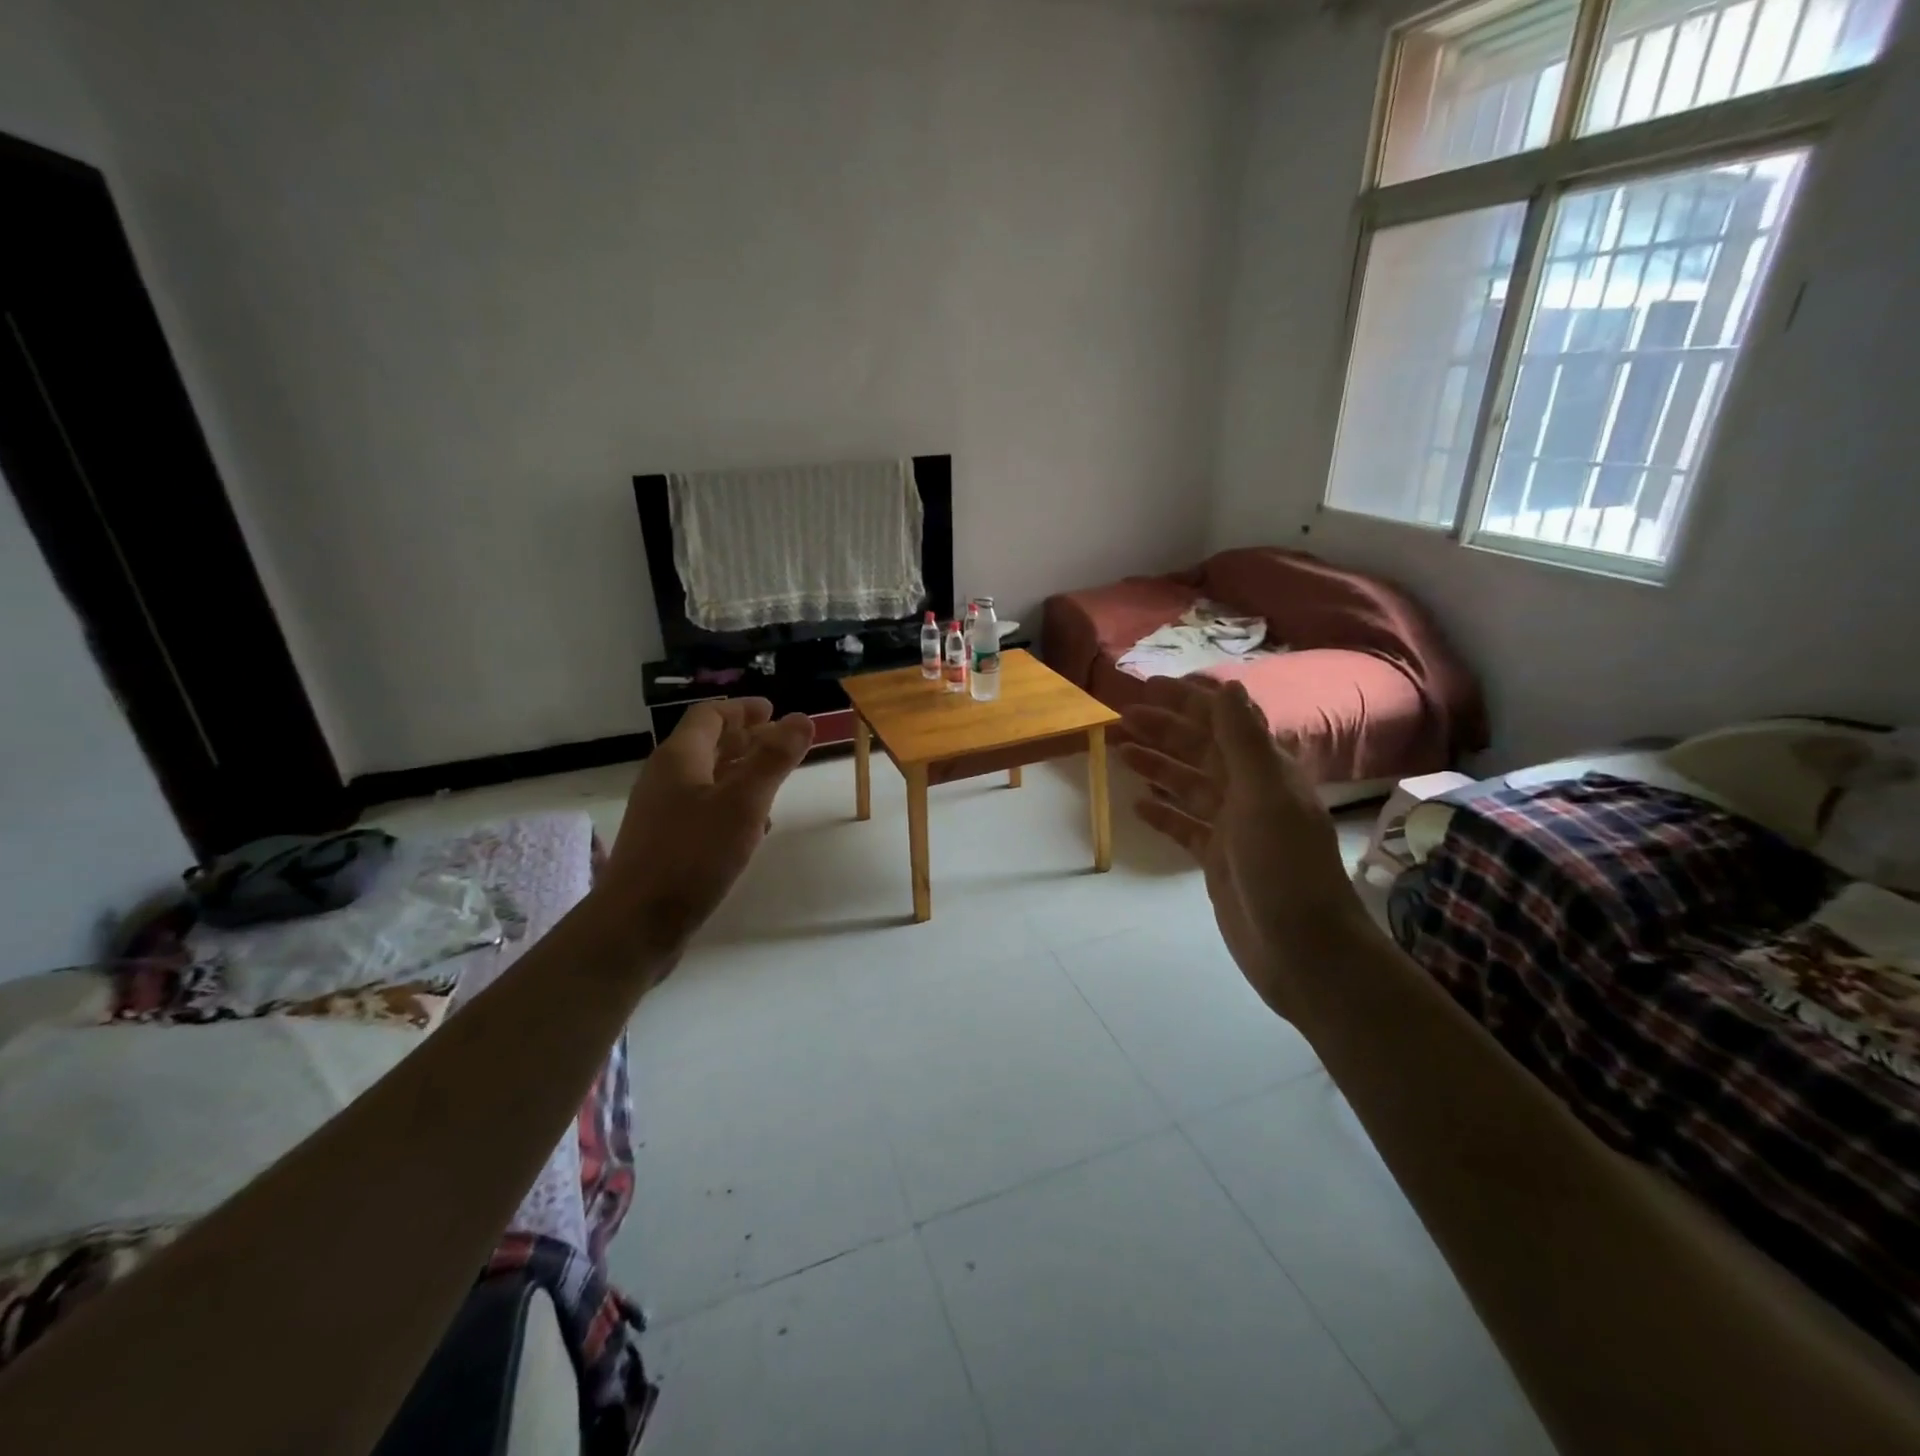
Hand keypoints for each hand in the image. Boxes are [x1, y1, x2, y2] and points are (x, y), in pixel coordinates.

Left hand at [598, 698, 813, 965]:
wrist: (636, 923)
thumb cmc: (693, 855)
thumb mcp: (743, 803)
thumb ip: (774, 760)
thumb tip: (801, 719)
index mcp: (680, 758)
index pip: (710, 715)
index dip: (743, 710)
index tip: (773, 710)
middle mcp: (666, 778)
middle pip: (708, 745)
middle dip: (746, 739)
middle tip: (781, 741)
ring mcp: (662, 812)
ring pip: (707, 779)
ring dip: (741, 772)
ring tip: (775, 780)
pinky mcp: (666, 842)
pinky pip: (703, 809)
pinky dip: (731, 804)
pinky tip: (753, 825)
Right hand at [1115, 679, 1371, 1019]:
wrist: (1304, 949)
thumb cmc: (1285, 867)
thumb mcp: (1265, 796)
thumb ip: (1244, 741)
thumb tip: (1228, 687)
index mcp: (1266, 771)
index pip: (1223, 722)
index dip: (1188, 701)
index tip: (1149, 687)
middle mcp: (1250, 792)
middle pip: (1200, 750)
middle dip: (1164, 730)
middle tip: (1121, 718)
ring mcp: (1233, 827)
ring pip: (1188, 785)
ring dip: (1157, 765)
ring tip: (1121, 751)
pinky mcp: (1218, 859)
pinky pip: (1185, 826)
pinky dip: (1163, 813)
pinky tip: (1137, 804)